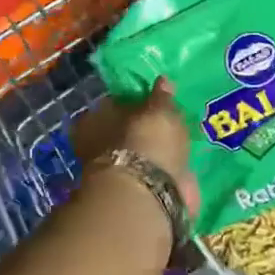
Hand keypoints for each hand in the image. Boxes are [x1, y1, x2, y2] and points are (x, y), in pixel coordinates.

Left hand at [72, 77, 200, 216]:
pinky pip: (152, 175)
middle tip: (168, 123)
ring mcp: (116, 173)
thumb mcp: (159, 109)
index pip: (113, 104)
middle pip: (123, 131)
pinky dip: (163, 172)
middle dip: (143, 129)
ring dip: (154, 152)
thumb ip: (161, 96)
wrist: (148, 192)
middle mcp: (98, 146)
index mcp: (94, 119)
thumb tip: (162, 81)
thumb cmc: (147, 140)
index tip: (152, 101)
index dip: (133, 102)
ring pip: (138, 155)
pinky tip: (181, 165)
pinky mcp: (136, 193)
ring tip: (180, 143)